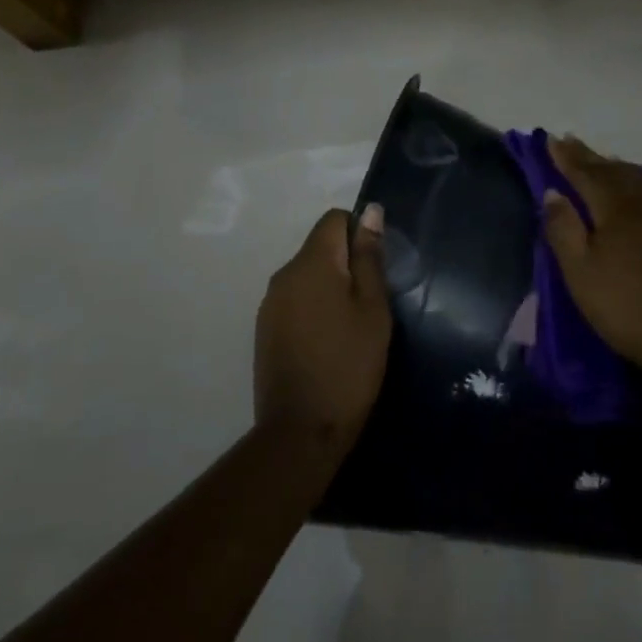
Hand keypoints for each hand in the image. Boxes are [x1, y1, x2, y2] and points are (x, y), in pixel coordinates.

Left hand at [254, 206, 392, 449]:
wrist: (301, 430)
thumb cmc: (349, 364)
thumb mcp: (372, 308)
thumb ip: (369, 257)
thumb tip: (369, 210)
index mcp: (311, 262)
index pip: (334, 219)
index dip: (359, 233)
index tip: (376, 268)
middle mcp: (284, 273)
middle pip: (320, 246)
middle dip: (346, 263)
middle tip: (371, 302)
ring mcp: (270, 303)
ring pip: (307, 275)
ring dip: (330, 286)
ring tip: (352, 325)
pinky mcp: (265, 329)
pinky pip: (295, 299)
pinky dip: (314, 307)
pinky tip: (328, 341)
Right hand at [542, 136, 641, 384]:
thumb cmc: (627, 308)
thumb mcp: (580, 273)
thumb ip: (563, 229)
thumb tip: (553, 193)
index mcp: (618, 207)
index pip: (586, 173)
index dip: (567, 157)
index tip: (551, 139)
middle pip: (615, 170)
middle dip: (591, 157)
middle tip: (571, 143)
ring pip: (641, 180)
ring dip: (617, 169)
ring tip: (603, 163)